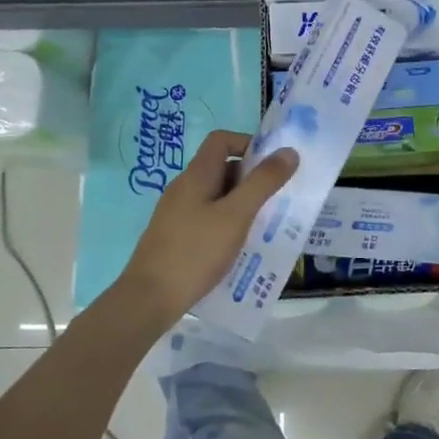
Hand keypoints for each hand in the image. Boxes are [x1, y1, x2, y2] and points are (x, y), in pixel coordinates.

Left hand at [117, 130, 298, 327]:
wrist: (149, 298)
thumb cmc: (196, 252)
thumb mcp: (237, 215)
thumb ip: (263, 182)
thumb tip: (289, 152)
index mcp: (196, 175)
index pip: (221, 139)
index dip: (248, 143)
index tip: (272, 166)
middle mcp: (183, 187)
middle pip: (220, 167)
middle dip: (250, 178)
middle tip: (274, 199)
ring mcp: (176, 212)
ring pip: (215, 195)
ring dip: (240, 203)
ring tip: (262, 225)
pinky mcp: (174, 235)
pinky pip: (206, 217)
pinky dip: (226, 222)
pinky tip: (237, 246)